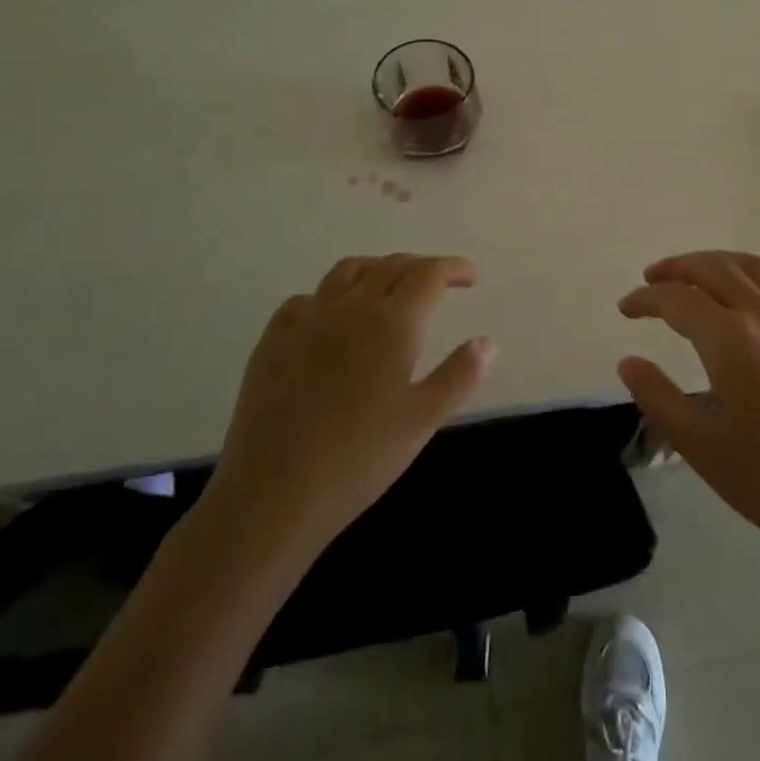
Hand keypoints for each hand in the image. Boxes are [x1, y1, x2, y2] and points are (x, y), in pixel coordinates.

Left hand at [195, 254, 492, 583]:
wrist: (273, 494)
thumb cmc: (359, 458)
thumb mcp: (423, 420)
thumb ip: (460, 375)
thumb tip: (487, 342)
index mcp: (392, 322)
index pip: (429, 274)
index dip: (454, 268)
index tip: (471, 277)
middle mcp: (350, 307)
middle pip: (391, 266)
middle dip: (421, 267)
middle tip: (439, 284)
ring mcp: (307, 320)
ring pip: (347, 271)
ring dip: (377, 270)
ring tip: (389, 287)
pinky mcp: (273, 341)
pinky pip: (306, 299)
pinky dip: (330, 297)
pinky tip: (332, 319)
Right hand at [617, 251, 759, 571]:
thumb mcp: (700, 446)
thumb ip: (658, 397)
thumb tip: (628, 361)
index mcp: (731, 340)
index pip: (678, 300)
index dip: (646, 298)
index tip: (626, 308)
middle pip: (716, 269)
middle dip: (678, 267)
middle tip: (653, 277)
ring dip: (724, 262)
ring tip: (703, 271)